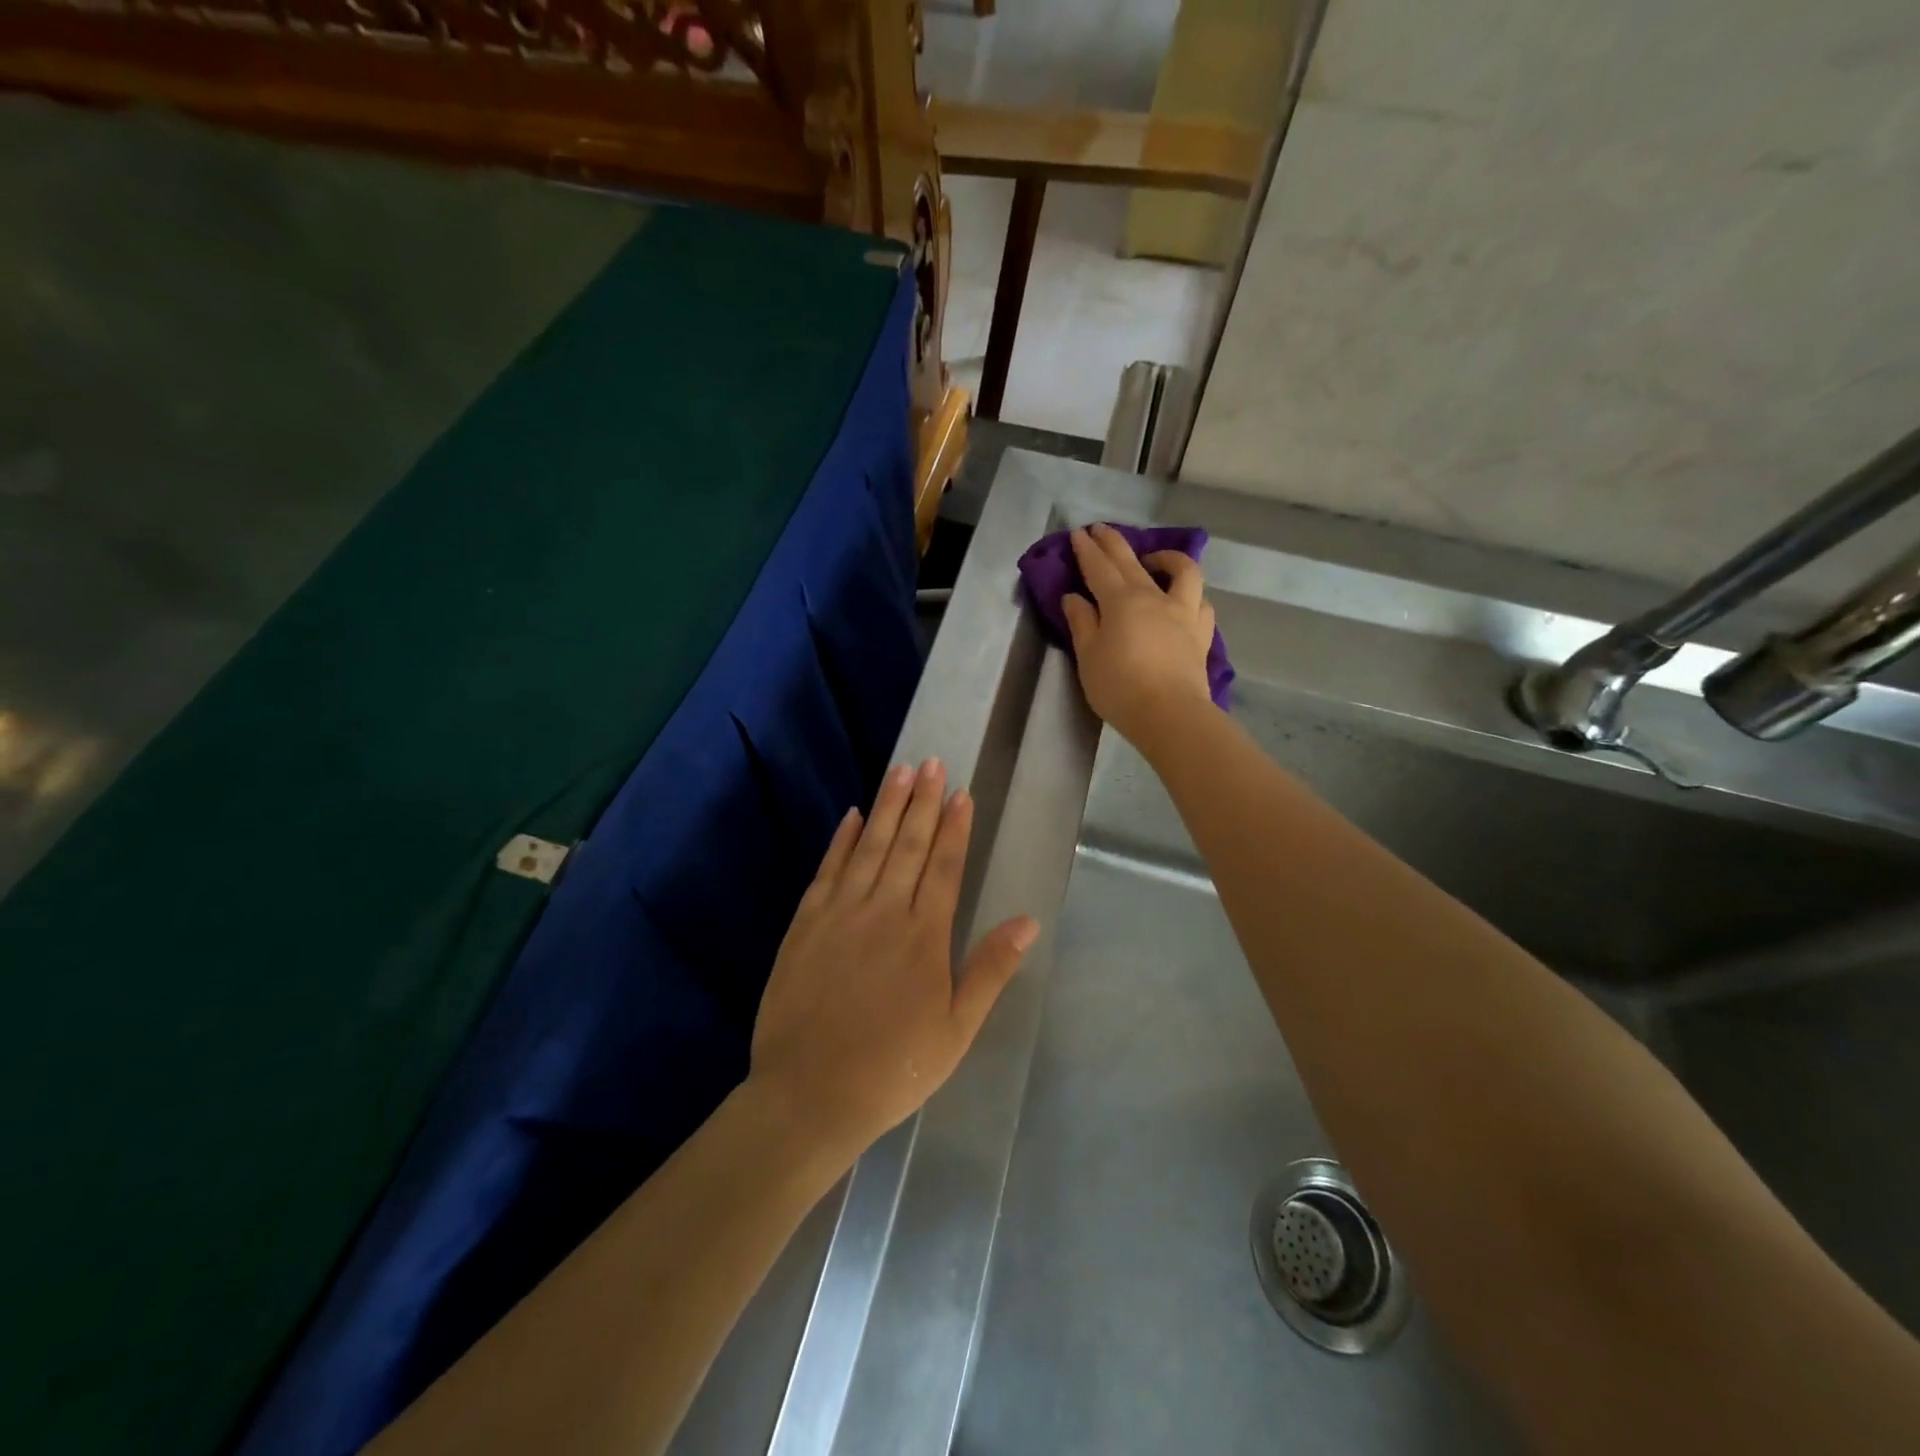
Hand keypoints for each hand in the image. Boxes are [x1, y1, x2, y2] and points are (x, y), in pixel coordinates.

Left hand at [749, 759, 1037, 1163]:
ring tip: (900, 772)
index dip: (955, 828)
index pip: (945, 867)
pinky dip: (839, 840)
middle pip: (907, 845)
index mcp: (924, 936)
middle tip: (932, 763)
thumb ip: (990, 969)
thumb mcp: (956, 1029)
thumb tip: (1027, 921)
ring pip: (868, 847)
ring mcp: (840, 914)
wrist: (810, 1094)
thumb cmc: (893, 1067)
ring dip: (886, 807)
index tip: (962, 794)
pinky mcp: (804, 925)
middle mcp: (883, 912)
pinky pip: (826, 870)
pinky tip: (850, 816)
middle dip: (923, 802)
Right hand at [1062, 524, 1216, 746]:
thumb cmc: (1119, 687)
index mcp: (1121, 602)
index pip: (1099, 568)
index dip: (1086, 550)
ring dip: (1167, 558)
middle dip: (1114, 543)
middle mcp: (1154, 597)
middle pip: (1132, 562)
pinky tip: (1183, 600)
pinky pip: (1201, 603)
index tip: (1078, 533)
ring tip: (1154, 560)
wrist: (1169, 714)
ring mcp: (1183, 613)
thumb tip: (1074, 597)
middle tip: (1101, 529)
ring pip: (1182, 572)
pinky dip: (1191, 595)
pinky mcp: (1201, 634)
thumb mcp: (1088, 656)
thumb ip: (1081, 623)